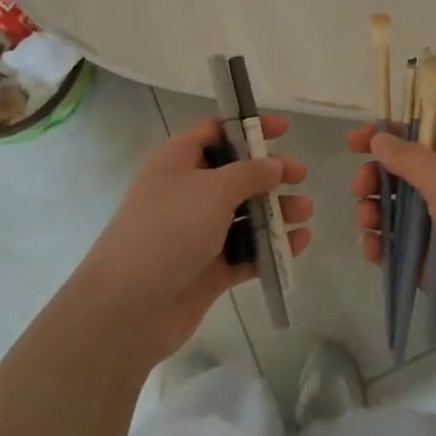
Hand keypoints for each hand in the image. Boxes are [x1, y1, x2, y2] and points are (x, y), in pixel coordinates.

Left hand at [75, 115, 312, 366]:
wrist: (129, 306)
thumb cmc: (169, 229)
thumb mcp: (213, 189)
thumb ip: (250, 173)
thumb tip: (274, 164)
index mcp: (178, 161)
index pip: (216, 132)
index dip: (248, 128)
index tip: (283, 130)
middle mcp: (187, 192)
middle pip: (235, 174)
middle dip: (269, 173)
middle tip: (301, 175)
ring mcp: (197, 232)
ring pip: (243, 214)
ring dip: (275, 212)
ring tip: (306, 212)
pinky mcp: (208, 269)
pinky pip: (245, 251)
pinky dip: (270, 247)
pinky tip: (298, 244)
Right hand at [350, 124, 435, 366]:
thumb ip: (409, 158)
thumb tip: (379, 138)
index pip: (422, 136)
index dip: (388, 135)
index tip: (354, 141)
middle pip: (403, 173)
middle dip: (376, 177)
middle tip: (360, 187)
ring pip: (396, 211)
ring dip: (373, 211)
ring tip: (366, 222)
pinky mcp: (433, 265)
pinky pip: (398, 248)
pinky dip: (380, 245)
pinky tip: (371, 250)